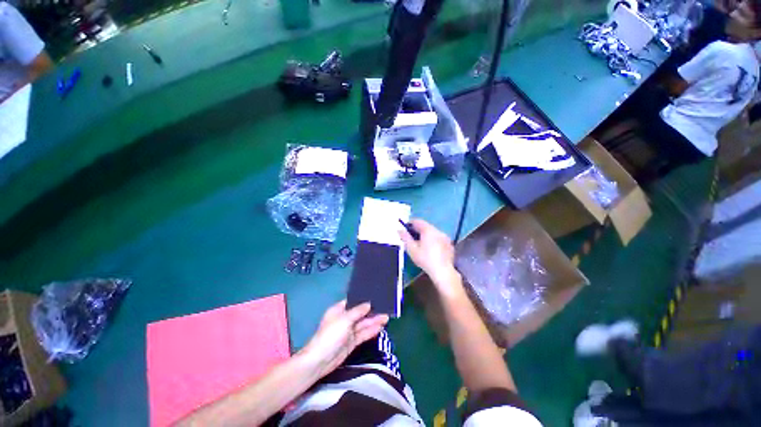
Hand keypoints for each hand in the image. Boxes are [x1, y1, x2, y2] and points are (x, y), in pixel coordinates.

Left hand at [300, 300, 388, 377]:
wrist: (320, 361)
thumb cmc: (331, 335)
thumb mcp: (345, 320)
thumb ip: (358, 311)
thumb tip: (368, 304)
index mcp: (339, 310)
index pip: (353, 302)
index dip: (363, 299)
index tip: (375, 296)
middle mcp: (344, 319)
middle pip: (360, 313)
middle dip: (371, 311)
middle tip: (385, 307)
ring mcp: (348, 331)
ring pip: (363, 324)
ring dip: (374, 321)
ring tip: (386, 317)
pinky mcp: (352, 342)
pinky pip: (363, 334)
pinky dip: (371, 331)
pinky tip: (380, 327)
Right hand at [399, 219, 463, 297]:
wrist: (443, 272)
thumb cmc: (425, 259)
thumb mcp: (412, 249)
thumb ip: (405, 238)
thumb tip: (399, 230)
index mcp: (428, 230)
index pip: (417, 221)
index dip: (410, 224)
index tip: (405, 229)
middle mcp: (438, 231)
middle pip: (426, 226)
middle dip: (418, 230)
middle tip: (411, 238)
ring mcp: (445, 237)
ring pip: (433, 232)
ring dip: (426, 235)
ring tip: (421, 245)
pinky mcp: (449, 245)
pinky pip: (439, 239)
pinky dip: (434, 241)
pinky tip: (431, 250)